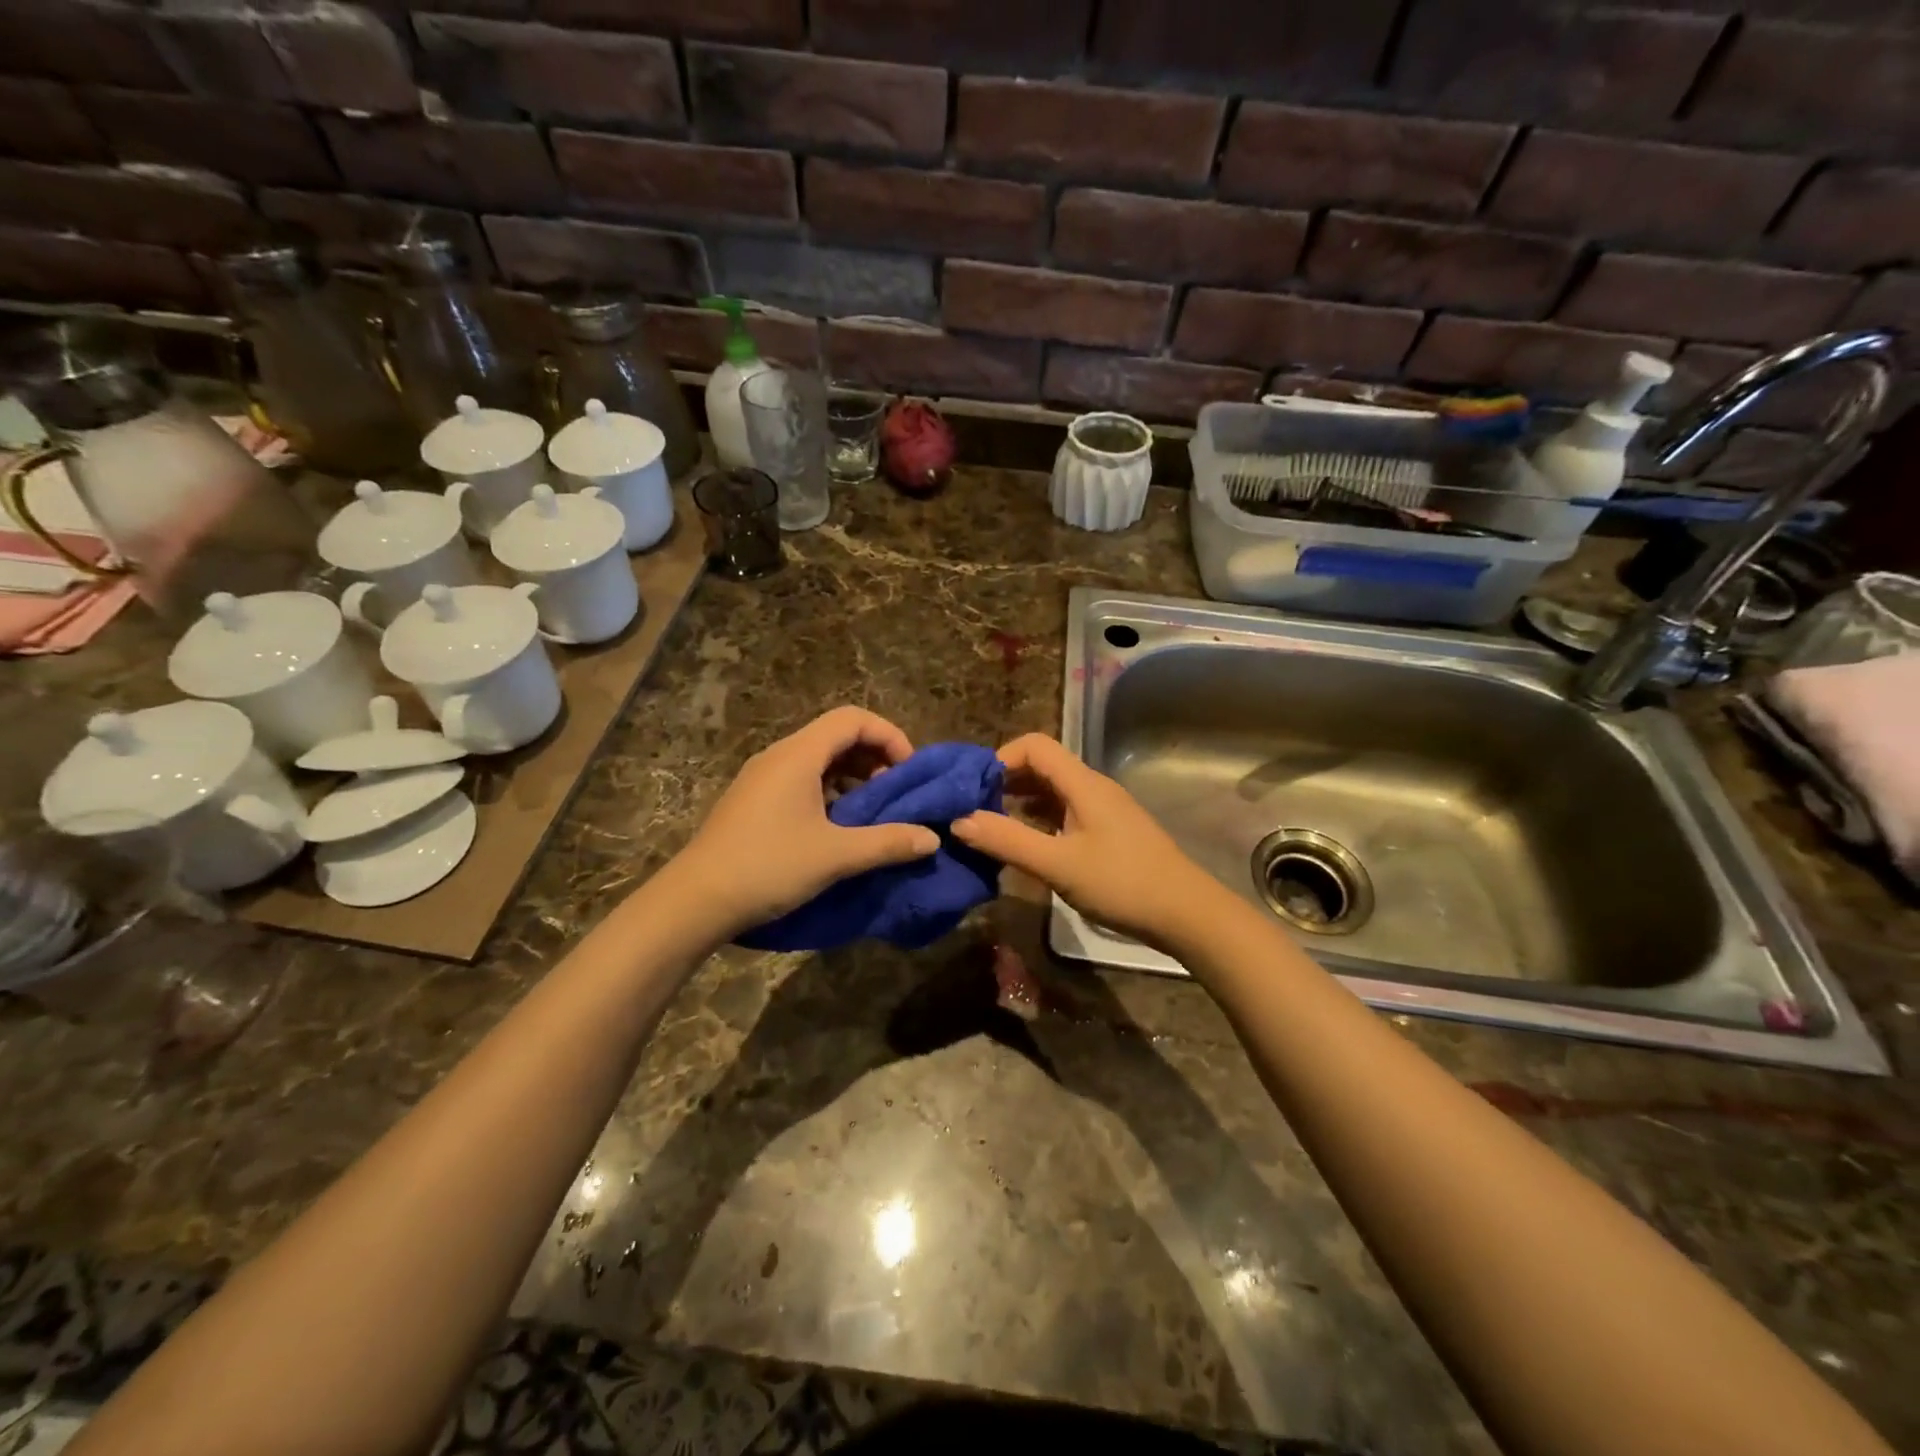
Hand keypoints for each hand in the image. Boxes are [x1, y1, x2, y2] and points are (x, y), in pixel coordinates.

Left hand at [671, 707, 940, 939]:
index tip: (908, 771)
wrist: (695, 901)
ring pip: (819, 760)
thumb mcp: (835, 856)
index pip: (852, 719)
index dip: (889, 736)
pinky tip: (839, 827)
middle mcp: (779, 756)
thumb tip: (931, 839)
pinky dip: (831, 792)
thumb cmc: (768, 866)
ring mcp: (763, 778)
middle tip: (896, 794)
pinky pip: (802, 780)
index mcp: (798, 755)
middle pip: (837, 735)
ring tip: (873, 812)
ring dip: (854, 777)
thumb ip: (887, 843)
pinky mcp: (754, 801)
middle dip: (875, 757)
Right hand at [951, 734, 1226, 948]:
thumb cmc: (1121, 883)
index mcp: (1082, 783)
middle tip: (974, 809)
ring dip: (1021, 801)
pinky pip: (1066, 810)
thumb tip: (958, 819)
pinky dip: (1040, 818)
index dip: (1000, 758)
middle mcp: (1093, 787)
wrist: (1186, 913)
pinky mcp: (1109, 830)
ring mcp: (1103, 809)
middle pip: (1043, 765)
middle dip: (1005, 781)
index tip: (973, 790)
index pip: (1034, 745)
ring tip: (992, 827)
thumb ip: (1008, 841)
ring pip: (1054, 790)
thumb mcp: (1058, 864)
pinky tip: (1027, 843)